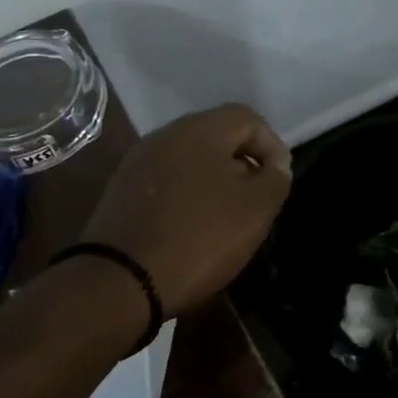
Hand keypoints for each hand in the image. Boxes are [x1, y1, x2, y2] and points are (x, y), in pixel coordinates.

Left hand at [81, 104, 292, 315]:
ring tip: (225, 218)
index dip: (272, 146)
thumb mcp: (255, 210)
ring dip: (214, 181)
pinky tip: (190, 227)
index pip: (247, 118)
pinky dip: (186, 195)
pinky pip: (166, 181)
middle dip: (242, 164)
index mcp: (199, 129)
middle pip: (216, 136)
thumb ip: (274, 179)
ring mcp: (138, 161)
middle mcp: (165, 135)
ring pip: (190, 159)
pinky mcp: (121, 189)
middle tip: (255, 201)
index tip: (278, 183)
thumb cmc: (198, 238)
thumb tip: (274, 165)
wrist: (119, 279)